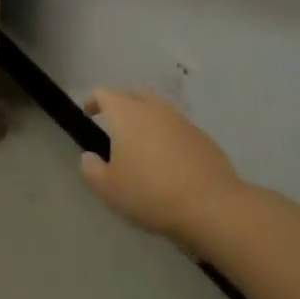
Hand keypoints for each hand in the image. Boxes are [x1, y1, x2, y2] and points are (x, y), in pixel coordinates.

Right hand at [79, 88, 245, 240]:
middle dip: (121, 105)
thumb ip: (92, 169)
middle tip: (114, 126)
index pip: (105, 93)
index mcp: (126, 114)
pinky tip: (167, 160)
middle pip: (134, 95)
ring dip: (146, 120)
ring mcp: (182, 121)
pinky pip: (177, 128)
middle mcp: (154, 109)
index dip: (93, 101)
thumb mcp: (108, 188)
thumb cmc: (150, 193)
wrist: (210, 205)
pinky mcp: (202, 137)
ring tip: (141, 144)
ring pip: (158, 110)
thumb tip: (89, 156)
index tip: (89, 113)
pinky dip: (167, 135)